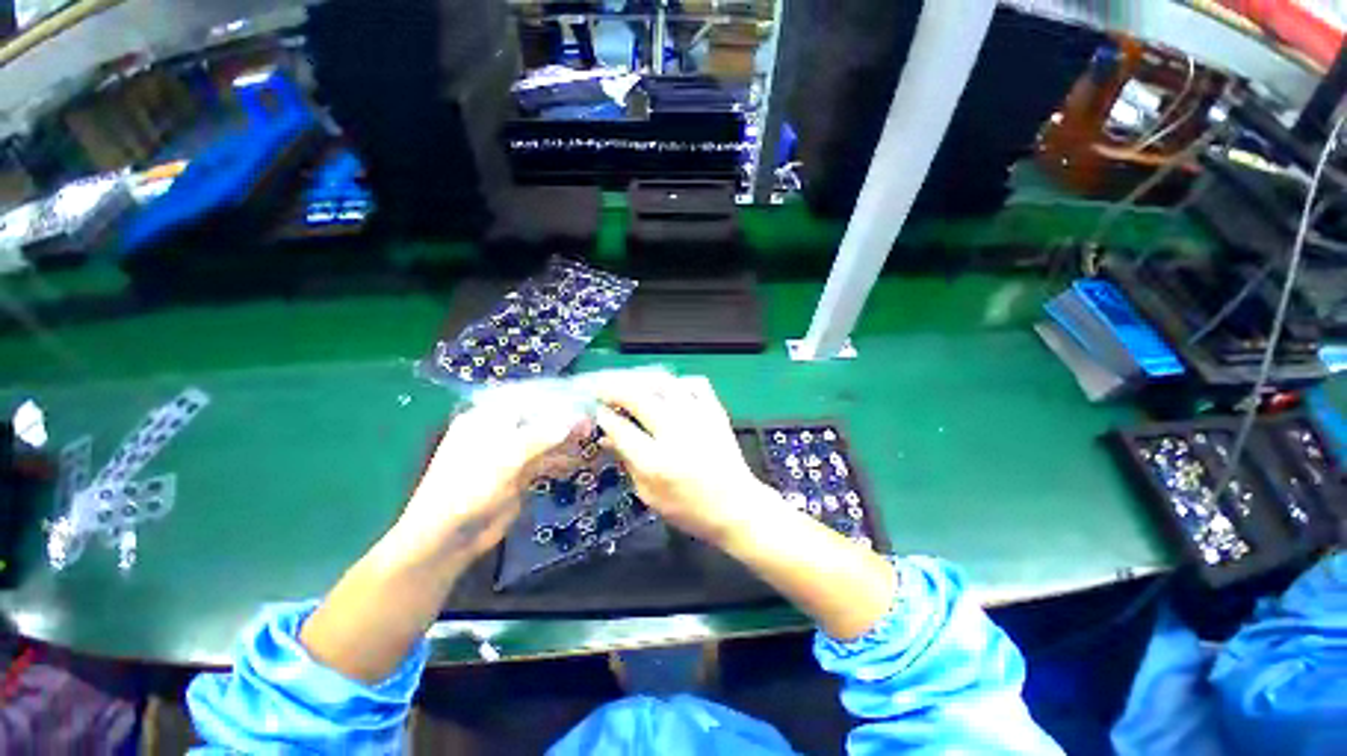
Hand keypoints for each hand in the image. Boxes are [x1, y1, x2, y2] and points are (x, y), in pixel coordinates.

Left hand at [391, 401, 582, 576]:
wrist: (448, 537)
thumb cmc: (471, 487)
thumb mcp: (508, 456)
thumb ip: (545, 435)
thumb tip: (579, 419)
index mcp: (488, 417)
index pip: (529, 398)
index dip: (557, 399)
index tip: (584, 401)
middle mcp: (499, 431)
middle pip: (539, 419)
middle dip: (565, 421)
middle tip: (591, 425)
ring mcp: (509, 453)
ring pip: (544, 440)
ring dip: (565, 442)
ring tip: (590, 443)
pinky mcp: (517, 474)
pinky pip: (543, 461)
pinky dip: (559, 461)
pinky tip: (576, 463)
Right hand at [594, 373, 777, 546]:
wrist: (736, 506)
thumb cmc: (689, 508)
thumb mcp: (650, 495)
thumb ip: (628, 463)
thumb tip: (608, 437)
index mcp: (656, 461)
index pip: (620, 428)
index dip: (604, 416)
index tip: (597, 410)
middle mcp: (675, 433)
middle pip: (637, 398)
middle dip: (614, 389)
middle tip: (603, 388)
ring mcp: (698, 418)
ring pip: (664, 383)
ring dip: (641, 380)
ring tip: (630, 383)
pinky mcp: (715, 411)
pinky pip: (695, 383)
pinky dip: (677, 382)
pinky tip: (669, 390)